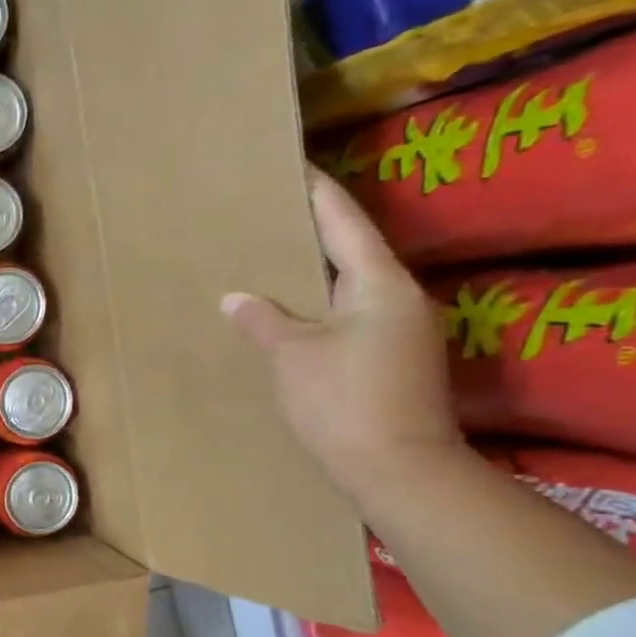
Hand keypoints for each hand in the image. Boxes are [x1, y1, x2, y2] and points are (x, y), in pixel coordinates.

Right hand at [222, 170, 465, 499]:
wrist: (399, 470)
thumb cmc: (345, 401)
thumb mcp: (294, 356)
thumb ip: (264, 320)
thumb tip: (236, 297)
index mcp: (379, 285)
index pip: (344, 224)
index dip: (317, 193)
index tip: (293, 166)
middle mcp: (398, 299)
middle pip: (350, 252)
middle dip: (311, 233)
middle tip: (268, 215)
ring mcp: (398, 332)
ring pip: (347, 288)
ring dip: (312, 274)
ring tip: (268, 262)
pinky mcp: (389, 360)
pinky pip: (347, 318)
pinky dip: (317, 307)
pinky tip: (287, 315)